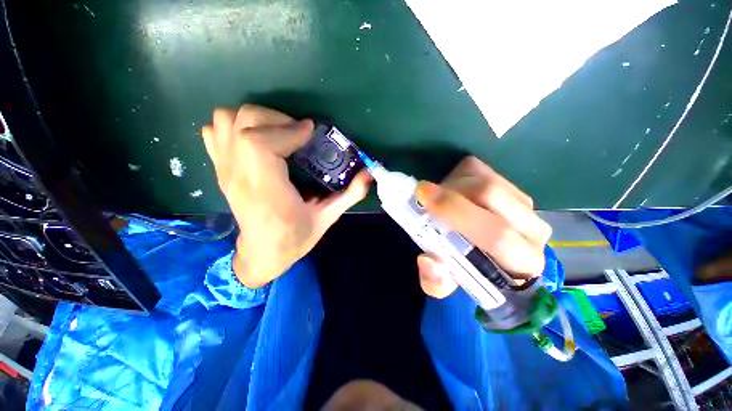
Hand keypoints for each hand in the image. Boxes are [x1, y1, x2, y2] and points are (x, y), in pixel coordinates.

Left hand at [201, 105, 371, 287]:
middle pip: (243, 122)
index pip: (259, 143)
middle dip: (276, 119)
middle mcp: (239, 176)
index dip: (287, 130)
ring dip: (254, 119)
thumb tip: (370, 173)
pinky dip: (233, 127)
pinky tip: (254, 140)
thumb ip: (349, 194)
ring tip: (277, 134)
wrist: (262, 253)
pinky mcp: (220, 169)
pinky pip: (214, 131)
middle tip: (298, 134)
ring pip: (225, 120)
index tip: (310, 132)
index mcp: (266, 191)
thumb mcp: (327, 218)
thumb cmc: (294, 239)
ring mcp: (225, 170)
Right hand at [413, 156, 551, 297]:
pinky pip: (480, 170)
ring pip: (484, 180)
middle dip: (449, 193)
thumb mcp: (444, 284)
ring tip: (438, 200)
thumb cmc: (466, 271)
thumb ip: (436, 281)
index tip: (423, 197)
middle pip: (490, 195)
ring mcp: (525, 203)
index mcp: (521, 262)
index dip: (457, 213)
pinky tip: (452, 192)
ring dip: (452, 186)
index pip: (497, 235)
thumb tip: (429, 259)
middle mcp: (532, 230)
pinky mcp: (510, 184)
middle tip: (423, 195)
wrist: (483, 251)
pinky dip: (457, 177)